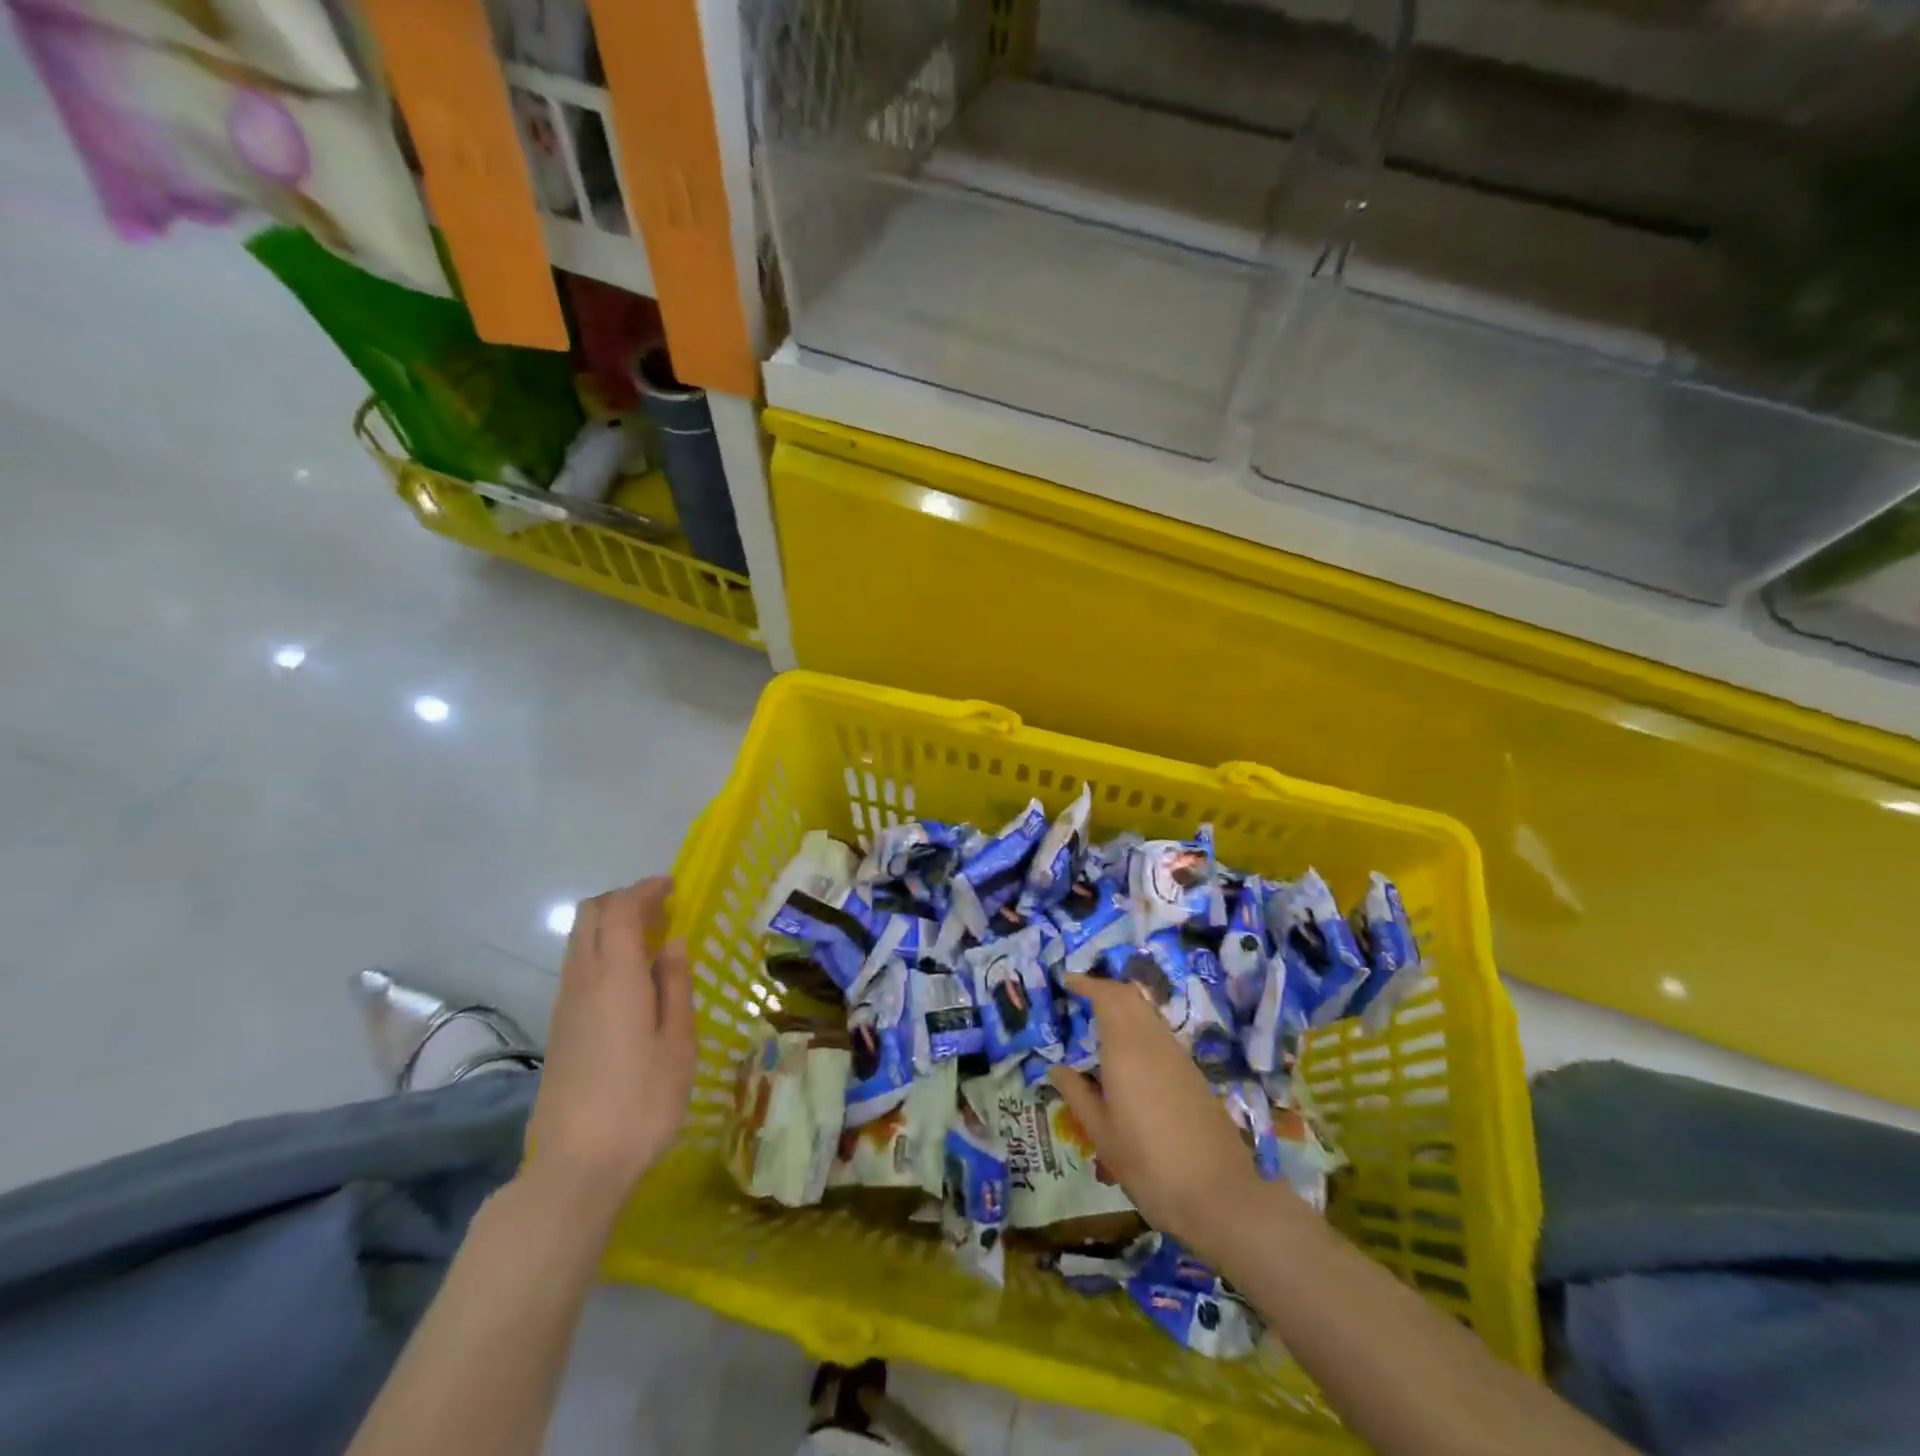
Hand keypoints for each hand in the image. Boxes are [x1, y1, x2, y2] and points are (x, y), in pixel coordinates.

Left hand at [525, 876, 694, 1219]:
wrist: (576, 1166)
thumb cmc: (642, 1101)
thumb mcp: (678, 1042)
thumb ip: (675, 985)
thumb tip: (671, 943)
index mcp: (615, 977)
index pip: (621, 909)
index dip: (646, 889)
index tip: (673, 886)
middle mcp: (582, 981)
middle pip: (589, 915)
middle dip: (623, 899)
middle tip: (662, 909)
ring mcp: (565, 1005)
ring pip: (578, 940)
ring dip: (610, 925)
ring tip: (651, 940)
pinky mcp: (559, 1027)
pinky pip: (577, 966)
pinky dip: (602, 950)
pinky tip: (631, 978)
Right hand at [1048, 972, 1262, 1256]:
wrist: (1221, 1194)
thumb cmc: (1150, 1164)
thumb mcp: (1102, 1134)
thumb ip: (1077, 1094)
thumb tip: (1057, 1069)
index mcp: (1126, 1048)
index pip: (1107, 996)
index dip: (1086, 983)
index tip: (1067, 981)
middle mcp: (1154, 1041)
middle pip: (1130, 996)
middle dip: (1104, 989)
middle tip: (1080, 996)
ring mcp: (1178, 1055)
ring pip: (1148, 1013)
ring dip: (1123, 1006)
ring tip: (1100, 1022)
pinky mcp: (1193, 1073)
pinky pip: (1160, 1033)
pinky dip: (1139, 1026)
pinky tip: (1129, 1054)